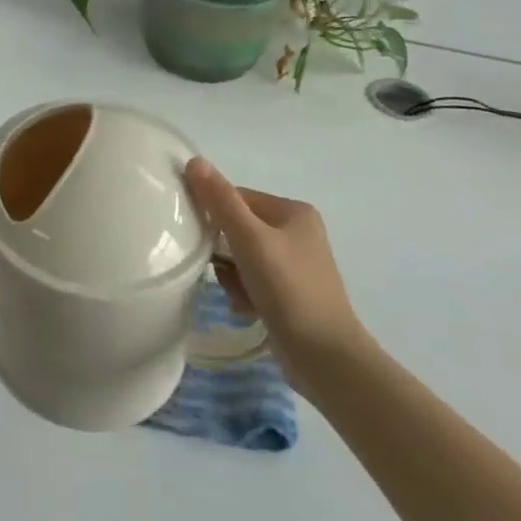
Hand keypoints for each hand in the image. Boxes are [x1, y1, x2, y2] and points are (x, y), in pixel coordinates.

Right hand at [184, 157, 368, 392]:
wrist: (326, 359)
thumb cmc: (289, 290)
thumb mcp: (249, 239)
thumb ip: (220, 200)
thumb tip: (194, 161)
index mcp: (293, 211)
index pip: (237, 198)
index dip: (215, 216)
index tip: (201, 238)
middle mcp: (297, 233)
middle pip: (237, 228)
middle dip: (223, 252)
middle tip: (222, 271)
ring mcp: (295, 265)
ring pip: (241, 257)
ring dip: (231, 275)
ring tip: (238, 295)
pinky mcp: (290, 294)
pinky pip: (252, 280)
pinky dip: (243, 292)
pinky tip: (246, 309)